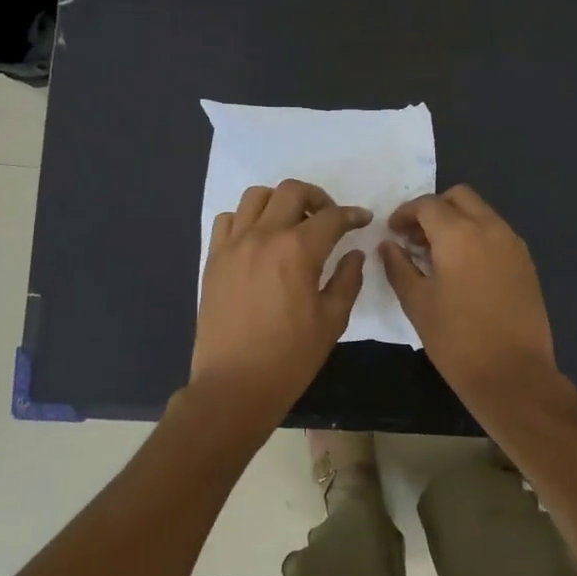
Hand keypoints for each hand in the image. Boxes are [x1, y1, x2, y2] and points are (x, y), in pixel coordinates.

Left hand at [191, 179, 369, 426]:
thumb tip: (354, 254)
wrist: (235, 384)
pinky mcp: (214, 258)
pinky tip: (259, 239)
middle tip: (328, 218)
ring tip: (291, 223)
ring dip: (280, 202)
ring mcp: (234, 244)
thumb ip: (348, 280)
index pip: (331, 217)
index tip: (362, 220)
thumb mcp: (332, 320)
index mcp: (298, 250)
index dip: (352, 215)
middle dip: (317, 197)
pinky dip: (247, 219)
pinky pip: (228, 220)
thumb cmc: (290, 357)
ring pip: (256, 196)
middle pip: (292, 191)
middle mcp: (264, 235)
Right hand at [379, 185, 559, 411]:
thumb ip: (399, 267)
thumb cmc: (456, 340)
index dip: (405, 213)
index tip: (392, 231)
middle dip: (434, 209)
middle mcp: (490, 228)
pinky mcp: (526, 263)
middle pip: (460, 197)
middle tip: (415, 237)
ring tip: (437, 254)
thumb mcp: (417, 303)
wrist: (513, 374)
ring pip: (482, 212)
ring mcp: (513, 244)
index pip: (428, 205)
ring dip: (457, 221)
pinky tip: (464, 268)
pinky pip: (497, 233)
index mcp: (459, 234)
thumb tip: (388, 245)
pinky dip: (477, 236)